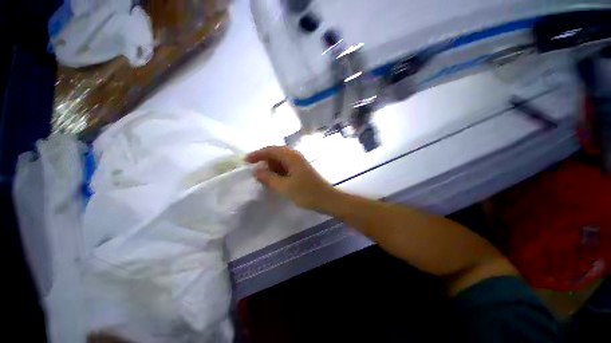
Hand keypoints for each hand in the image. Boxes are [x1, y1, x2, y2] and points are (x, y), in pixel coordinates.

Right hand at [245, 146, 337, 210]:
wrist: (327, 199)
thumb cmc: (306, 193)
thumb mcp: (284, 187)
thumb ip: (269, 178)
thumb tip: (257, 171)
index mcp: (291, 157)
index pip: (270, 150)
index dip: (257, 154)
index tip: (246, 161)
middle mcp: (295, 156)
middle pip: (275, 154)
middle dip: (264, 161)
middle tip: (255, 172)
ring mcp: (299, 163)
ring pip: (280, 161)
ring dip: (271, 168)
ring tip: (264, 179)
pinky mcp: (301, 170)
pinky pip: (286, 168)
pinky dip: (278, 172)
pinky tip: (275, 180)